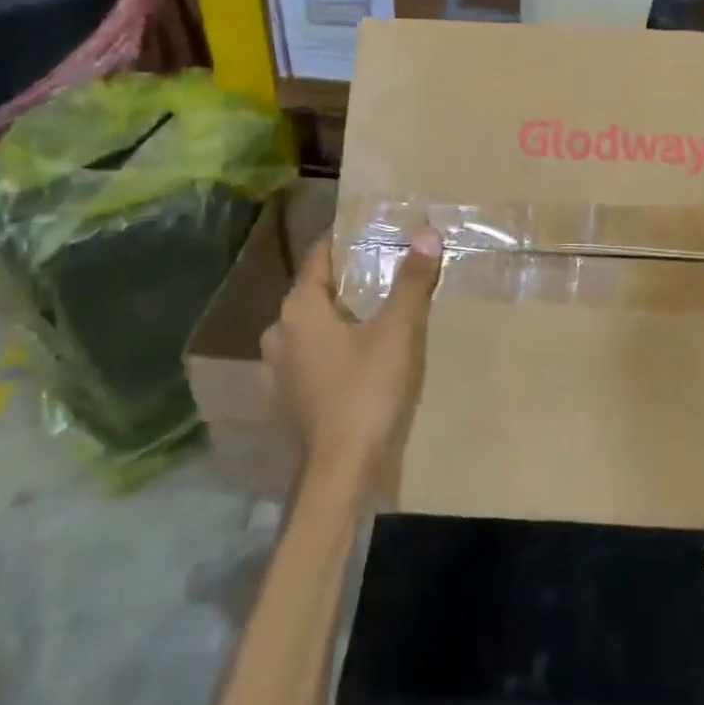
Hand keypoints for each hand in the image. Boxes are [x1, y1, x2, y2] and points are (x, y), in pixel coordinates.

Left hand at [261, 229, 442, 494]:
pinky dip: (327, 352)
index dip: (343, 241)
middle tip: (381, 273)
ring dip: (334, 319)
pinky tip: (351, 362)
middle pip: (313, 293)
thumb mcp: (398, 331)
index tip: (369, 232)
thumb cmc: (367, 391)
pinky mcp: (283, 401)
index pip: (318, 257)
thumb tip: (427, 232)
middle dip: (344, 281)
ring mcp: (275, 371)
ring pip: (308, 329)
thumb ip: (412, 280)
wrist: (340, 472)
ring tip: (370, 317)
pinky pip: (306, 360)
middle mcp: (278, 333)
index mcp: (300, 308)